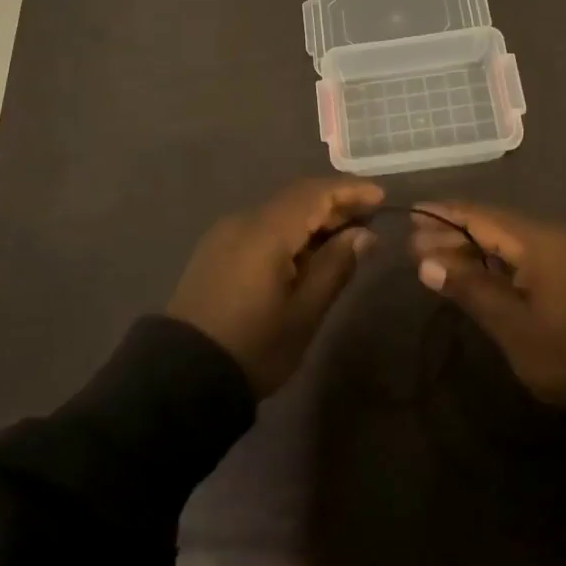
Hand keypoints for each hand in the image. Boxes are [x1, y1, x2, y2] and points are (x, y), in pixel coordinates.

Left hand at [168, 178, 383, 395]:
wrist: (184, 375)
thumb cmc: (254, 346)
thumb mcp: (304, 312)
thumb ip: (335, 266)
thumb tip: (363, 234)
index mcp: (266, 232)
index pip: (314, 193)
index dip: (350, 191)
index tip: (381, 197)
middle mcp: (243, 221)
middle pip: (295, 198)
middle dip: (334, 203)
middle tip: (370, 218)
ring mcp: (225, 234)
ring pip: (278, 212)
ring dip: (312, 218)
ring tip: (345, 236)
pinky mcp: (216, 251)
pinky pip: (261, 227)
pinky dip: (290, 231)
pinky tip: (307, 252)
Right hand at [410, 202, 565, 411]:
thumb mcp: (512, 324)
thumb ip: (469, 288)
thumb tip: (425, 263)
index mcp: (538, 241)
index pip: (481, 217)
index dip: (444, 215)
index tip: (411, 214)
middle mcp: (551, 238)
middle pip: (492, 226)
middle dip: (452, 234)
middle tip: (414, 248)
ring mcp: (563, 256)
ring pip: (506, 242)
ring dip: (471, 250)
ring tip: (434, 261)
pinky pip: (522, 257)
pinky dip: (493, 262)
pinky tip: (472, 274)